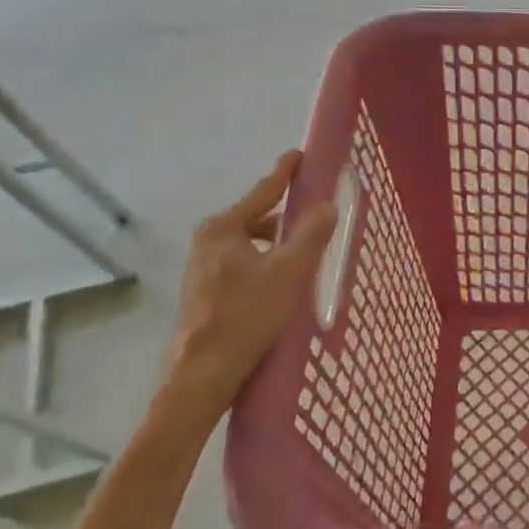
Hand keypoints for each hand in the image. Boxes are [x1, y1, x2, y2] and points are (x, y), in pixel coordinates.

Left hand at [161, 151, 337, 433]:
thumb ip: (311, 235)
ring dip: (275, 244)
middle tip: (313, 218)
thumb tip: (327, 205)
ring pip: (248, 243)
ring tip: (302, 256)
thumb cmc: (247, 315)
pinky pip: (241, 262)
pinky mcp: (203, 291)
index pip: (263, 191)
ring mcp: (201, 267)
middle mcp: (206, 241)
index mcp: (223, 228)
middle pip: (255, 218)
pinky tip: (280, 282)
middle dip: (284, 217)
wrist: (204, 373)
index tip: (299, 155)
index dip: (285, 173)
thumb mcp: (289, 272)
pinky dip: (263, 263)